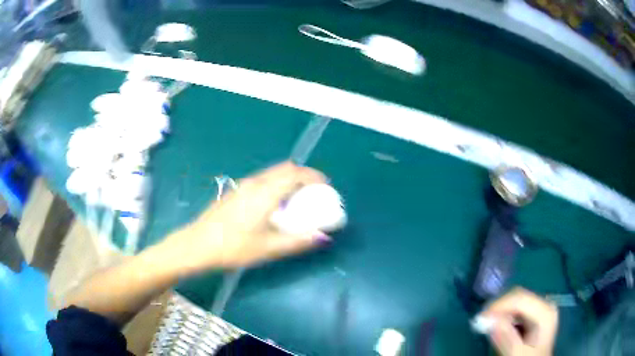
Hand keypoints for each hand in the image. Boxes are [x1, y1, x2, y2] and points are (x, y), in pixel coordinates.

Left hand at [166, 162, 330, 271]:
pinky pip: (262, 180)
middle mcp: (254, 183)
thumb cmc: (233, 247)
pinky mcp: (235, 191)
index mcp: (264, 193)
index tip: (325, 186)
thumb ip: (297, 241)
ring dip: (288, 180)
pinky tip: (274, 205)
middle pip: (284, 169)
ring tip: (297, 199)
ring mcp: (242, 185)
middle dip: (302, 176)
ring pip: (272, 174)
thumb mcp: (268, 248)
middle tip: (313, 192)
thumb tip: (323, 237)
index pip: (294, 174)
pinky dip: (276, 185)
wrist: (197, 245)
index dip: (313, 176)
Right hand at [479, 288, 558, 355]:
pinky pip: (517, 310)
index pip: (520, 298)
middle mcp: (544, 305)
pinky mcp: (534, 316)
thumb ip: (506, 338)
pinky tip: (497, 327)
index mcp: (545, 312)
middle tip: (480, 322)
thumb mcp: (518, 353)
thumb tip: (489, 319)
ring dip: (500, 312)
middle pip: (519, 297)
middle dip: (499, 308)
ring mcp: (540, 310)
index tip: (480, 318)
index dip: (499, 305)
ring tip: (486, 325)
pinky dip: (504, 317)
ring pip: (516, 302)